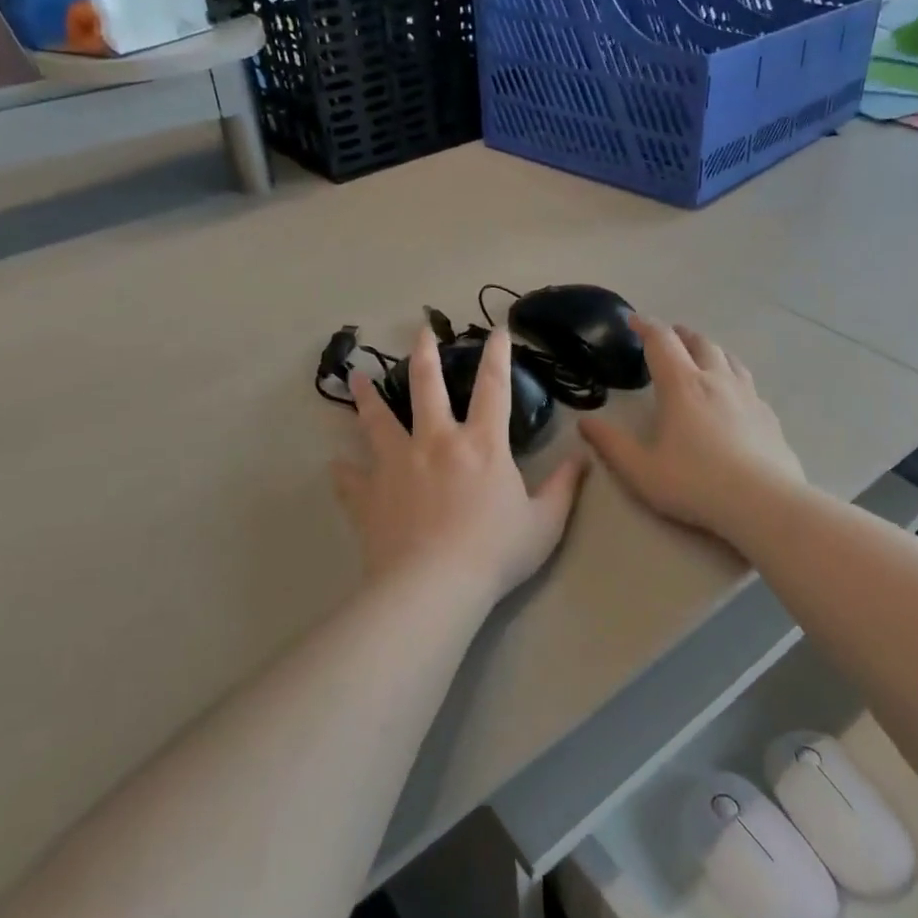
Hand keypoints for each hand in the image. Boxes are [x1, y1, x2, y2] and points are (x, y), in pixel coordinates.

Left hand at [332, 328, 586, 606]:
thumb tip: (582, 456)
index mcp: (481, 444)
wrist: (434, 587)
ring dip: (368, 397)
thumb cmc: (495, 553)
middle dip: (425, 353)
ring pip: (378, 419)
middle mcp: (436, 442)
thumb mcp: (544, 523)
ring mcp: (397, 464)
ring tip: (356, 377)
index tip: (496, 330)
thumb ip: (564, 487)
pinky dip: (344, 471)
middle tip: (420, 330)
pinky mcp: (369, 494)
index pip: (494, 387)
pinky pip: (351, 478)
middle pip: (426, 385)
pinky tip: (335, 466)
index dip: (498, 355)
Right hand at [579, 318, 803, 543]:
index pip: (662, 341)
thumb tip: (585, 422)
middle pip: (699, 342)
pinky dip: (732, 375)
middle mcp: (716, 380)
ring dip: (709, 349)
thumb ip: (610, 444)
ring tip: (700, 355)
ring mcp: (747, 395)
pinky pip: (747, 382)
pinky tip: (733, 394)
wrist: (764, 503)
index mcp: (682, 386)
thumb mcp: (641, 470)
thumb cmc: (695, 483)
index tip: (634, 320)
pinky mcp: (768, 415)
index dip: (646, 326)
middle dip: (680, 334)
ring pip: (728, 358)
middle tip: (668, 337)